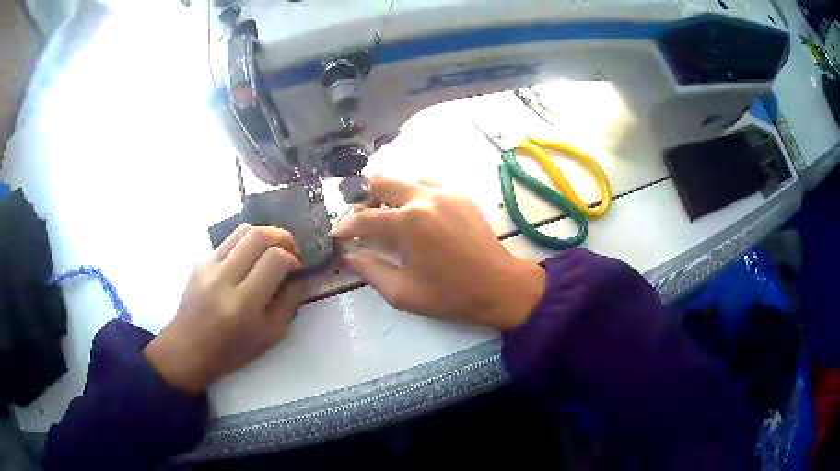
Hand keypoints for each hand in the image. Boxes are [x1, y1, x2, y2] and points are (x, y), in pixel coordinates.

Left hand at [144, 224, 306, 394]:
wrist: (188, 349)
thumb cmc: (231, 351)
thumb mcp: (269, 336)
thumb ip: (289, 303)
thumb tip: (303, 276)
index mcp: (244, 304)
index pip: (274, 259)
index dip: (292, 258)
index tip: (297, 268)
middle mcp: (224, 279)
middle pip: (258, 236)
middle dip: (282, 237)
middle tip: (290, 250)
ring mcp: (208, 266)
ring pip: (242, 231)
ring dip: (263, 235)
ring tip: (271, 250)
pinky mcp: (200, 261)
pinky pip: (228, 241)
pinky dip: (245, 244)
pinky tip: (247, 261)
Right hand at [331, 175, 545, 330]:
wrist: (500, 287)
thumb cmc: (451, 296)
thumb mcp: (403, 293)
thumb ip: (370, 271)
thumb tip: (347, 256)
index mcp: (408, 223)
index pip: (364, 218)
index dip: (346, 227)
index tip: (337, 234)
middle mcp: (424, 197)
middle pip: (381, 181)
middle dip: (364, 199)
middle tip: (362, 221)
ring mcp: (445, 191)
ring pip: (404, 177)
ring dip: (388, 193)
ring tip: (387, 215)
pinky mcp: (460, 194)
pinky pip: (427, 182)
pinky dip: (412, 192)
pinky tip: (414, 212)